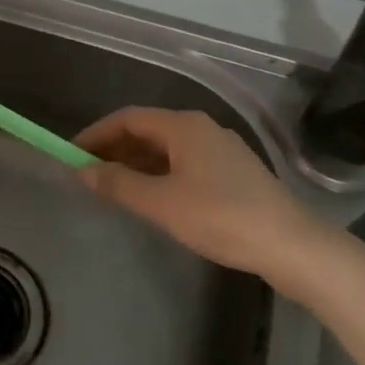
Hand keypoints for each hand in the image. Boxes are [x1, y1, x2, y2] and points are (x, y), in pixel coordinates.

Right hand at [74, 107, 345, 294]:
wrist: (292, 246)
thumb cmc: (221, 218)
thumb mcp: (162, 203)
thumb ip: (119, 184)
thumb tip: (83, 170)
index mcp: (184, 126)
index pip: (128, 118)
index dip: (97, 133)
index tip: (72, 154)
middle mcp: (202, 128)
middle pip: (148, 130)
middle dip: (115, 149)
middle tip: (88, 174)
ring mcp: (221, 150)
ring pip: (166, 149)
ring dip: (136, 163)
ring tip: (113, 188)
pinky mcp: (233, 173)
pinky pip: (184, 163)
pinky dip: (159, 174)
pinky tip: (152, 198)